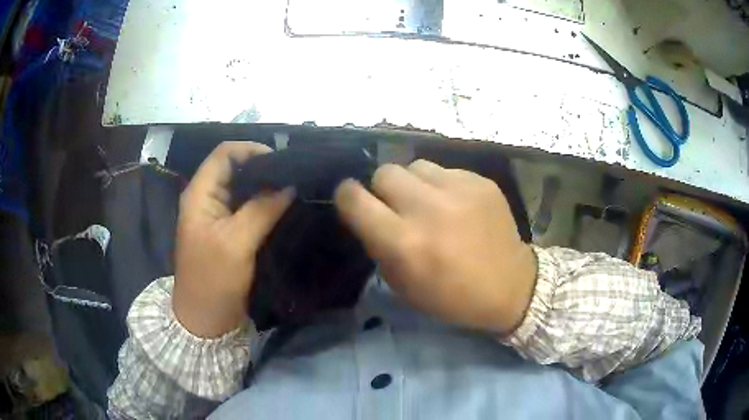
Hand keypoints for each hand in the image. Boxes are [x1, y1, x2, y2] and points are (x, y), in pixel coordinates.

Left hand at [173, 142, 293, 337]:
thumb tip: (290, 185)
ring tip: (295, 189)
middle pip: (236, 168)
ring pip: (244, 188)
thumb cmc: (213, 280)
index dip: (252, 150)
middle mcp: (208, 198)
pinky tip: (286, 208)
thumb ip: (262, 209)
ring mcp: (218, 216)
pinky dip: (266, 205)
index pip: (225, 154)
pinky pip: (248, 208)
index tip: (283, 163)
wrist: (205, 320)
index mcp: (200, 193)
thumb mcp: (236, 242)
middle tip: (295, 177)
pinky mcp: (229, 231)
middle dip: (264, 168)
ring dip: (267, 187)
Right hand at [334, 160, 536, 333]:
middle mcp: (428, 209)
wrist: (510, 286)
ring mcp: (459, 190)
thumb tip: (367, 215)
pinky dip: (441, 185)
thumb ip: (379, 246)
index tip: (353, 201)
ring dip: (412, 183)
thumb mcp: (404, 286)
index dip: (347, 196)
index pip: (354, 198)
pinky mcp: (481, 181)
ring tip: (428, 203)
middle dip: (382, 189)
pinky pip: (445, 170)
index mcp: (404, 243)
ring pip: (414, 165)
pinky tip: (456, 205)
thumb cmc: (453, 297)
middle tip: (397, 206)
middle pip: (384, 172)